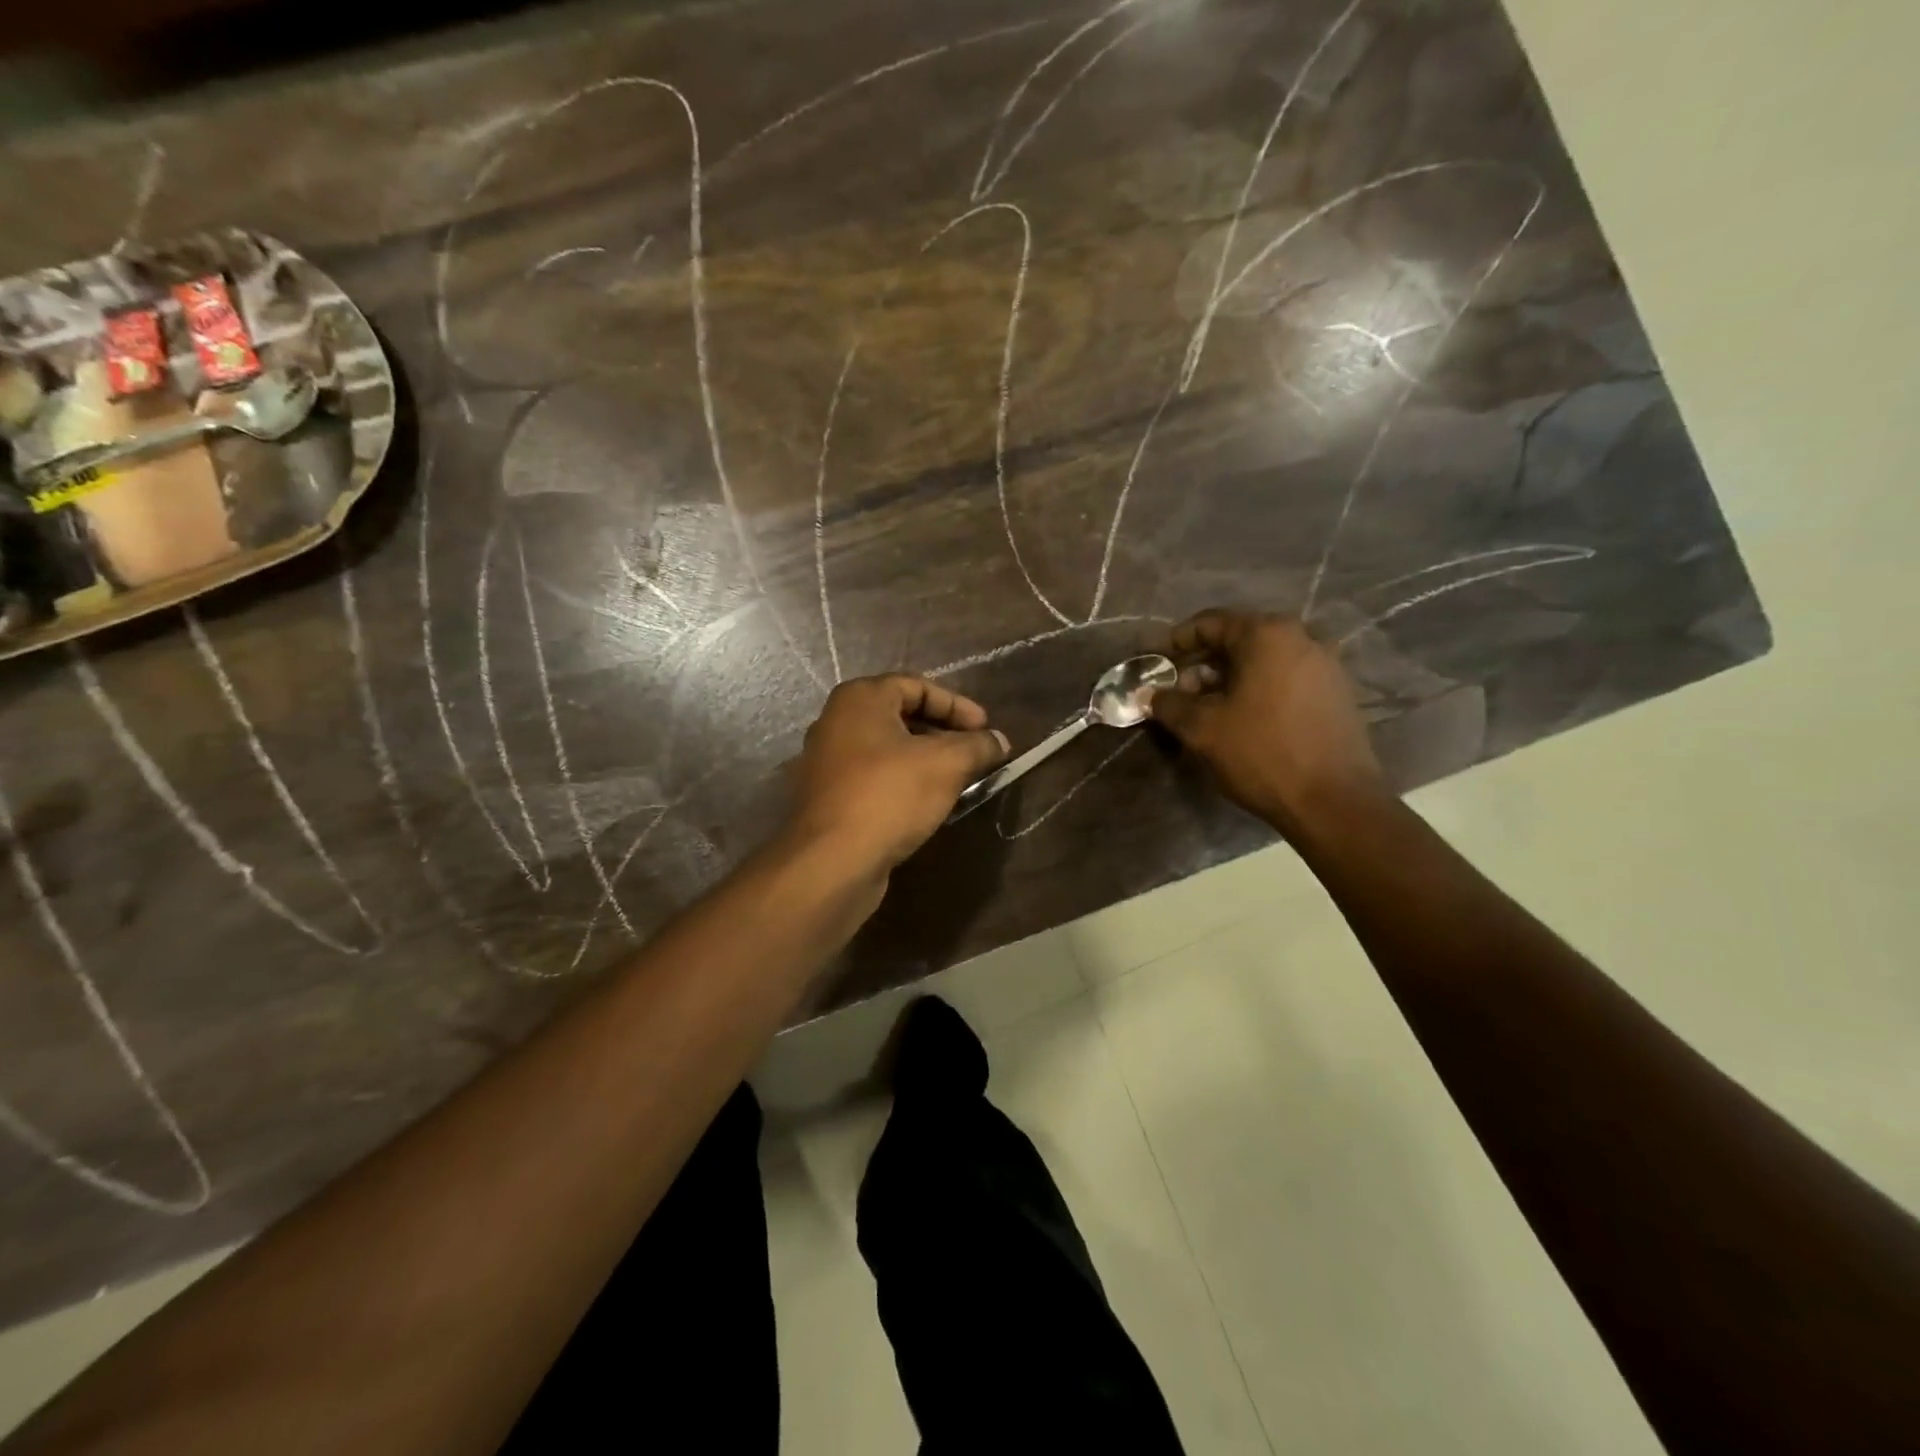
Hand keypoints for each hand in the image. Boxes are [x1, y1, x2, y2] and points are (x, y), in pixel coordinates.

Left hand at [789, 675, 1009, 873]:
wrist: (833, 861)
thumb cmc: (890, 796)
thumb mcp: (947, 764)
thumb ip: (978, 746)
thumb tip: (999, 741)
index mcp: (860, 698)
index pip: (917, 686)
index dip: (957, 705)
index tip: (985, 729)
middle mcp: (837, 721)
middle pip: (901, 715)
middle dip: (943, 732)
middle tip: (974, 752)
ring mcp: (827, 760)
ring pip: (888, 748)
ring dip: (925, 759)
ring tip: (958, 779)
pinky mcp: (829, 796)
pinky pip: (874, 776)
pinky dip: (904, 781)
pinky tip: (928, 802)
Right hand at [1150, 609, 1386, 837]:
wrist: (1334, 802)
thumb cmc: (1262, 754)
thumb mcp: (1202, 729)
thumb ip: (1169, 704)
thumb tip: (1149, 693)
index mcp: (1266, 634)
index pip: (1209, 623)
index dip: (1175, 642)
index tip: (1155, 663)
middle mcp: (1301, 636)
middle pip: (1238, 639)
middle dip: (1202, 662)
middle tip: (1177, 690)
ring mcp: (1324, 663)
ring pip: (1262, 659)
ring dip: (1229, 677)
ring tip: (1205, 707)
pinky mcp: (1336, 691)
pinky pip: (1285, 676)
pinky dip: (1257, 688)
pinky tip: (1241, 717)